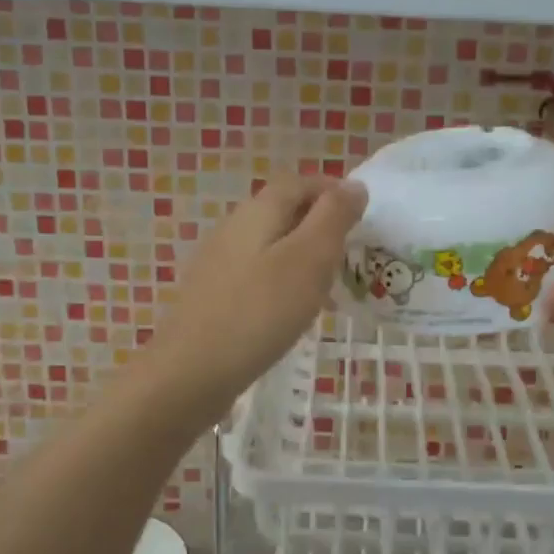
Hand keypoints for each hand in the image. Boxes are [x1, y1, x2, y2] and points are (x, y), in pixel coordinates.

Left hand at [141, 176, 366, 417]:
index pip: (298, 181)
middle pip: (282, 210)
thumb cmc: (260, 311)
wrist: (191, 372)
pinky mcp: (214, 295)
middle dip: (319, 224)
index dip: (332, 190)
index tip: (362, 216)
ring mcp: (219, 262)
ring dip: (303, 255)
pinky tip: (292, 312)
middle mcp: (234, 227)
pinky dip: (283, 281)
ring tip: (329, 287)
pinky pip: (257, 273)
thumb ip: (333, 218)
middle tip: (351, 253)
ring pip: (271, 244)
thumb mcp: (309, 259)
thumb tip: (354, 185)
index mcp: (258, 211)